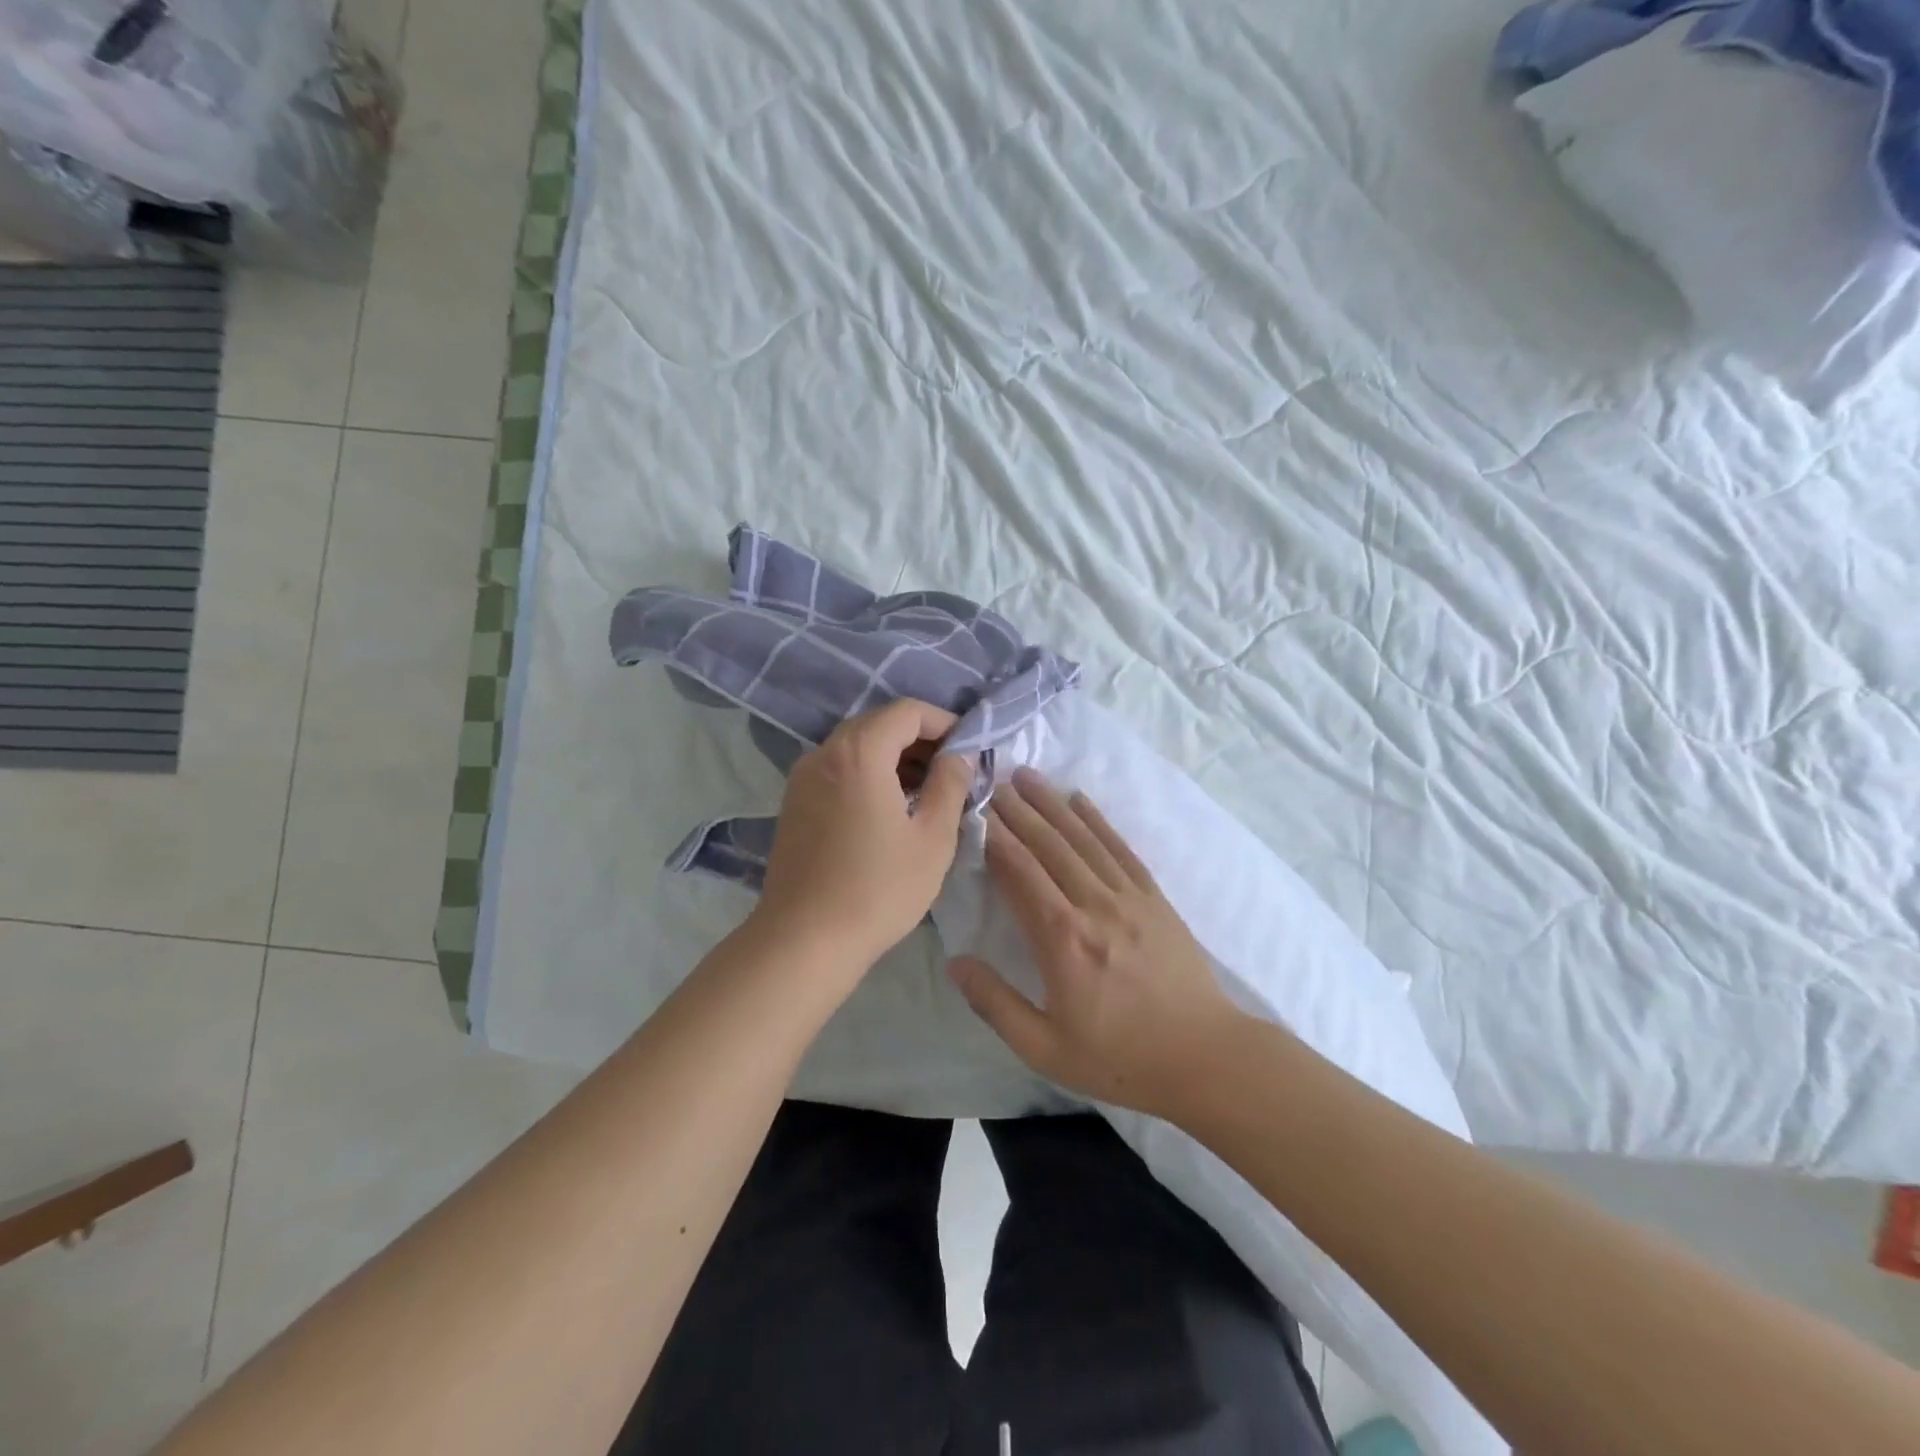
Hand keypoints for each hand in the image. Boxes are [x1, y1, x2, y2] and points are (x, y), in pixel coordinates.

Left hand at [751, 699, 975, 984]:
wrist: (804, 940)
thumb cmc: (878, 888)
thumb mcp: (933, 838)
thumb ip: (951, 784)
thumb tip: (960, 756)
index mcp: (858, 752)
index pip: (907, 712)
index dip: (944, 722)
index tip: (970, 747)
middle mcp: (823, 753)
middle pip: (878, 724)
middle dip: (921, 739)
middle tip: (953, 769)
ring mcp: (803, 778)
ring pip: (857, 748)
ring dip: (895, 758)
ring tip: (928, 791)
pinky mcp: (794, 803)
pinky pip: (838, 770)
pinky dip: (869, 774)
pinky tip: (891, 808)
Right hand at [947, 769, 1245, 1118]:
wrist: (1205, 1058)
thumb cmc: (1119, 1058)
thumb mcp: (1045, 1048)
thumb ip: (995, 1004)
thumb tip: (955, 963)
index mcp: (1062, 940)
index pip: (1020, 874)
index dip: (995, 839)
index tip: (975, 810)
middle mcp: (1094, 906)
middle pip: (1049, 846)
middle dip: (1018, 810)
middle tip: (993, 778)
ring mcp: (1129, 898)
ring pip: (1083, 839)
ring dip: (1052, 804)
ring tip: (1027, 776)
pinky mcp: (1155, 899)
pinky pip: (1121, 850)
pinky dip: (1098, 821)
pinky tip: (1080, 800)